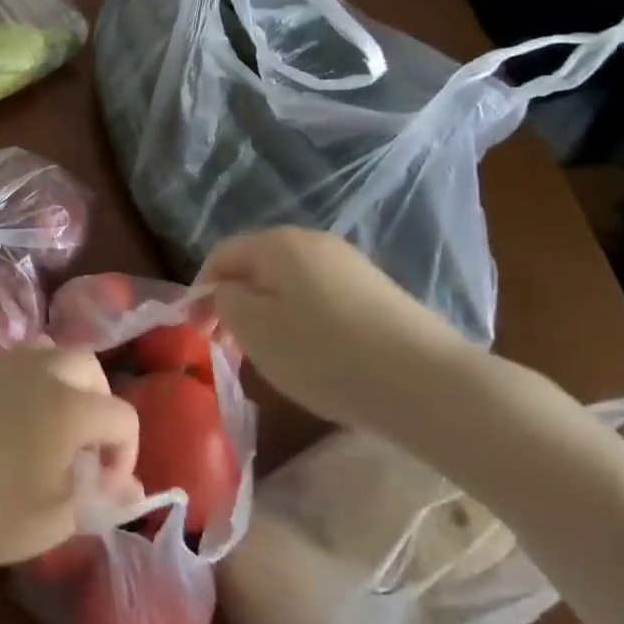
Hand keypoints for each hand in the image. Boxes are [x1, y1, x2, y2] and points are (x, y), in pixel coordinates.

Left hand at [0, 347, 140, 571]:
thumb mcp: (52, 521)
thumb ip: (98, 499)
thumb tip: (131, 490)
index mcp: (70, 406)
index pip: (122, 415)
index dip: (125, 453)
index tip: (104, 487)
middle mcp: (41, 369)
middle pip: (89, 366)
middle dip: (99, 404)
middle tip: (83, 448)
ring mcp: (2, 361)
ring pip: (51, 351)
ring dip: (64, 382)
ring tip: (49, 426)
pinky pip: (16, 359)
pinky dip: (29, 380)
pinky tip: (9, 420)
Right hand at [200, 228, 482, 433]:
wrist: (427, 382)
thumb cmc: (325, 353)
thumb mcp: (255, 330)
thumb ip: (226, 303)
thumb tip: (226, 292)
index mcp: (276, 243)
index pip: (221, 255)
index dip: (201, 290)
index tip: (197, 331)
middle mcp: (311, 241)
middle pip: (258, 266)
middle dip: (238, 302)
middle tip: (231, 346)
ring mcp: (349, 264)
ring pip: (290, 283)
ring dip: (271, 313)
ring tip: (272, 355)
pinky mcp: (377, 290)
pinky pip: (322, 297)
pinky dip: (305, 321)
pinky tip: (316, 355)